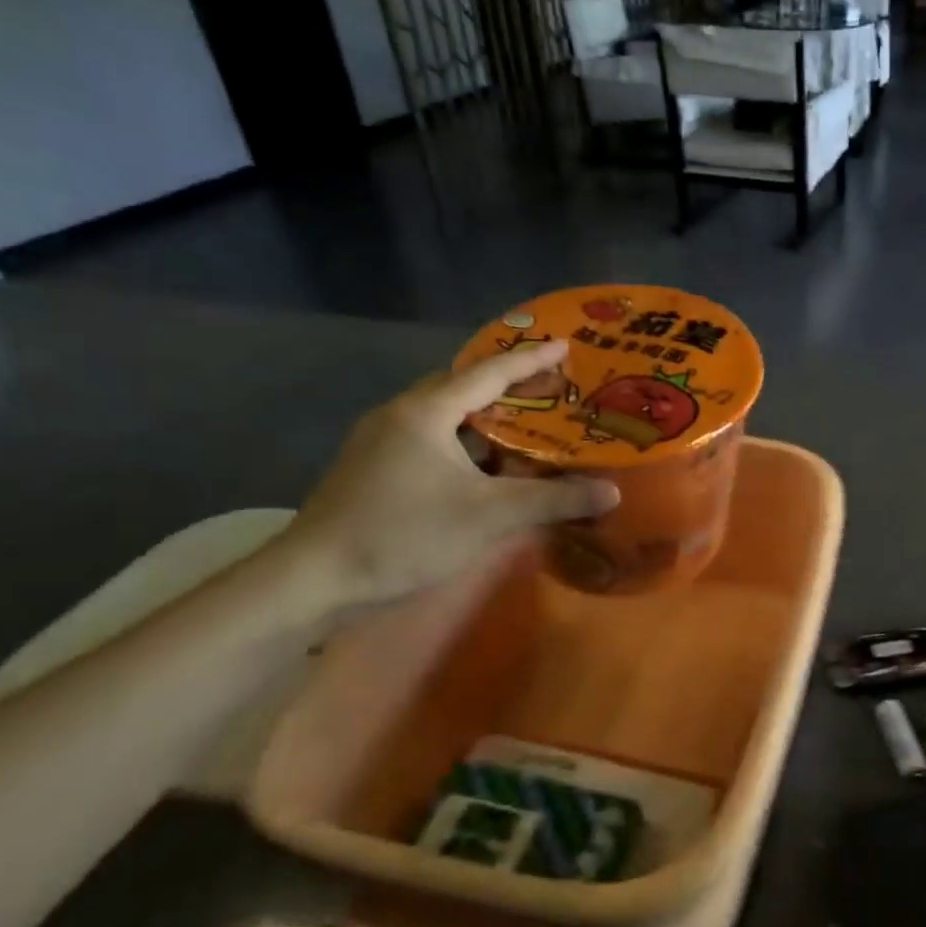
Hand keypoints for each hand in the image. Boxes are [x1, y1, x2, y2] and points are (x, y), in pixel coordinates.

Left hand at [283, 343, 617, 609]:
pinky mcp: (372, 470)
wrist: (313, 580)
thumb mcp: (489, 516)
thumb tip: (611, 491)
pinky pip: (429, 440)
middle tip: (549, 392)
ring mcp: (380, 443)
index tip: (564, 346)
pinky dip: (463, 445)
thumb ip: (553, 500)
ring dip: (484, 419)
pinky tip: (484, 471)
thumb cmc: (403, 534)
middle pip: (461, 387)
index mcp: (425, 412)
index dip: (530, 360)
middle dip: (507, 386)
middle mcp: (400, 416)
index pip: (488, 373)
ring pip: (443, 417)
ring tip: (524, 429)